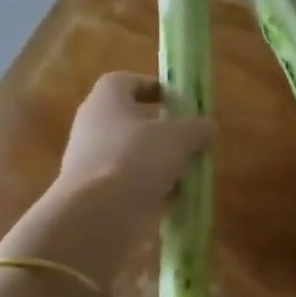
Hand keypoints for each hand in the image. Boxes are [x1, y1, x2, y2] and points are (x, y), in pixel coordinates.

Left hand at [57, 72, 213, 212]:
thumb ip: (197, 128)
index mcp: (105, 100)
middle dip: (159, 130)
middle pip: (128, 120)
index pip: (124, 81)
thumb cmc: (137, 159)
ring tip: (185, 173)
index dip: (150, 86)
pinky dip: (146, 188)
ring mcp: (88, 161)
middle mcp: (91, 126)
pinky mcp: (90, 193)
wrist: (97, 215)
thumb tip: (208, 126)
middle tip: (186, 140)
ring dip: (156, 162)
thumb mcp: (180, 138)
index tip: (175, 100)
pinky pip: (124, 183)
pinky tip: (170, 200)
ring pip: (128, 154)